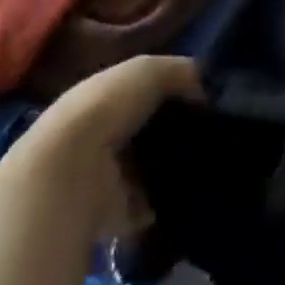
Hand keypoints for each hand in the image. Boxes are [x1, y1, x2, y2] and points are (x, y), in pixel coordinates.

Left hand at [12, 56, 199, 238]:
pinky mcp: (116, 215)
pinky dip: (169, 203)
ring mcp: (108, 176)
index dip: (172, 92)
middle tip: (210, 134)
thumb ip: (179, 72)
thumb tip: (202, 89)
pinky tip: (193, 191)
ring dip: (173, 168)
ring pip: (151, 168)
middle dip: (175, 132)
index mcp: (105, 95)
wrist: (73, 171)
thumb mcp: (148, 70)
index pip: (143, 91)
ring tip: (206, 162)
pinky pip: (153, 206)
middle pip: (148, 131)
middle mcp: (104, 133)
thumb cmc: (108, 106)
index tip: (205, 99)